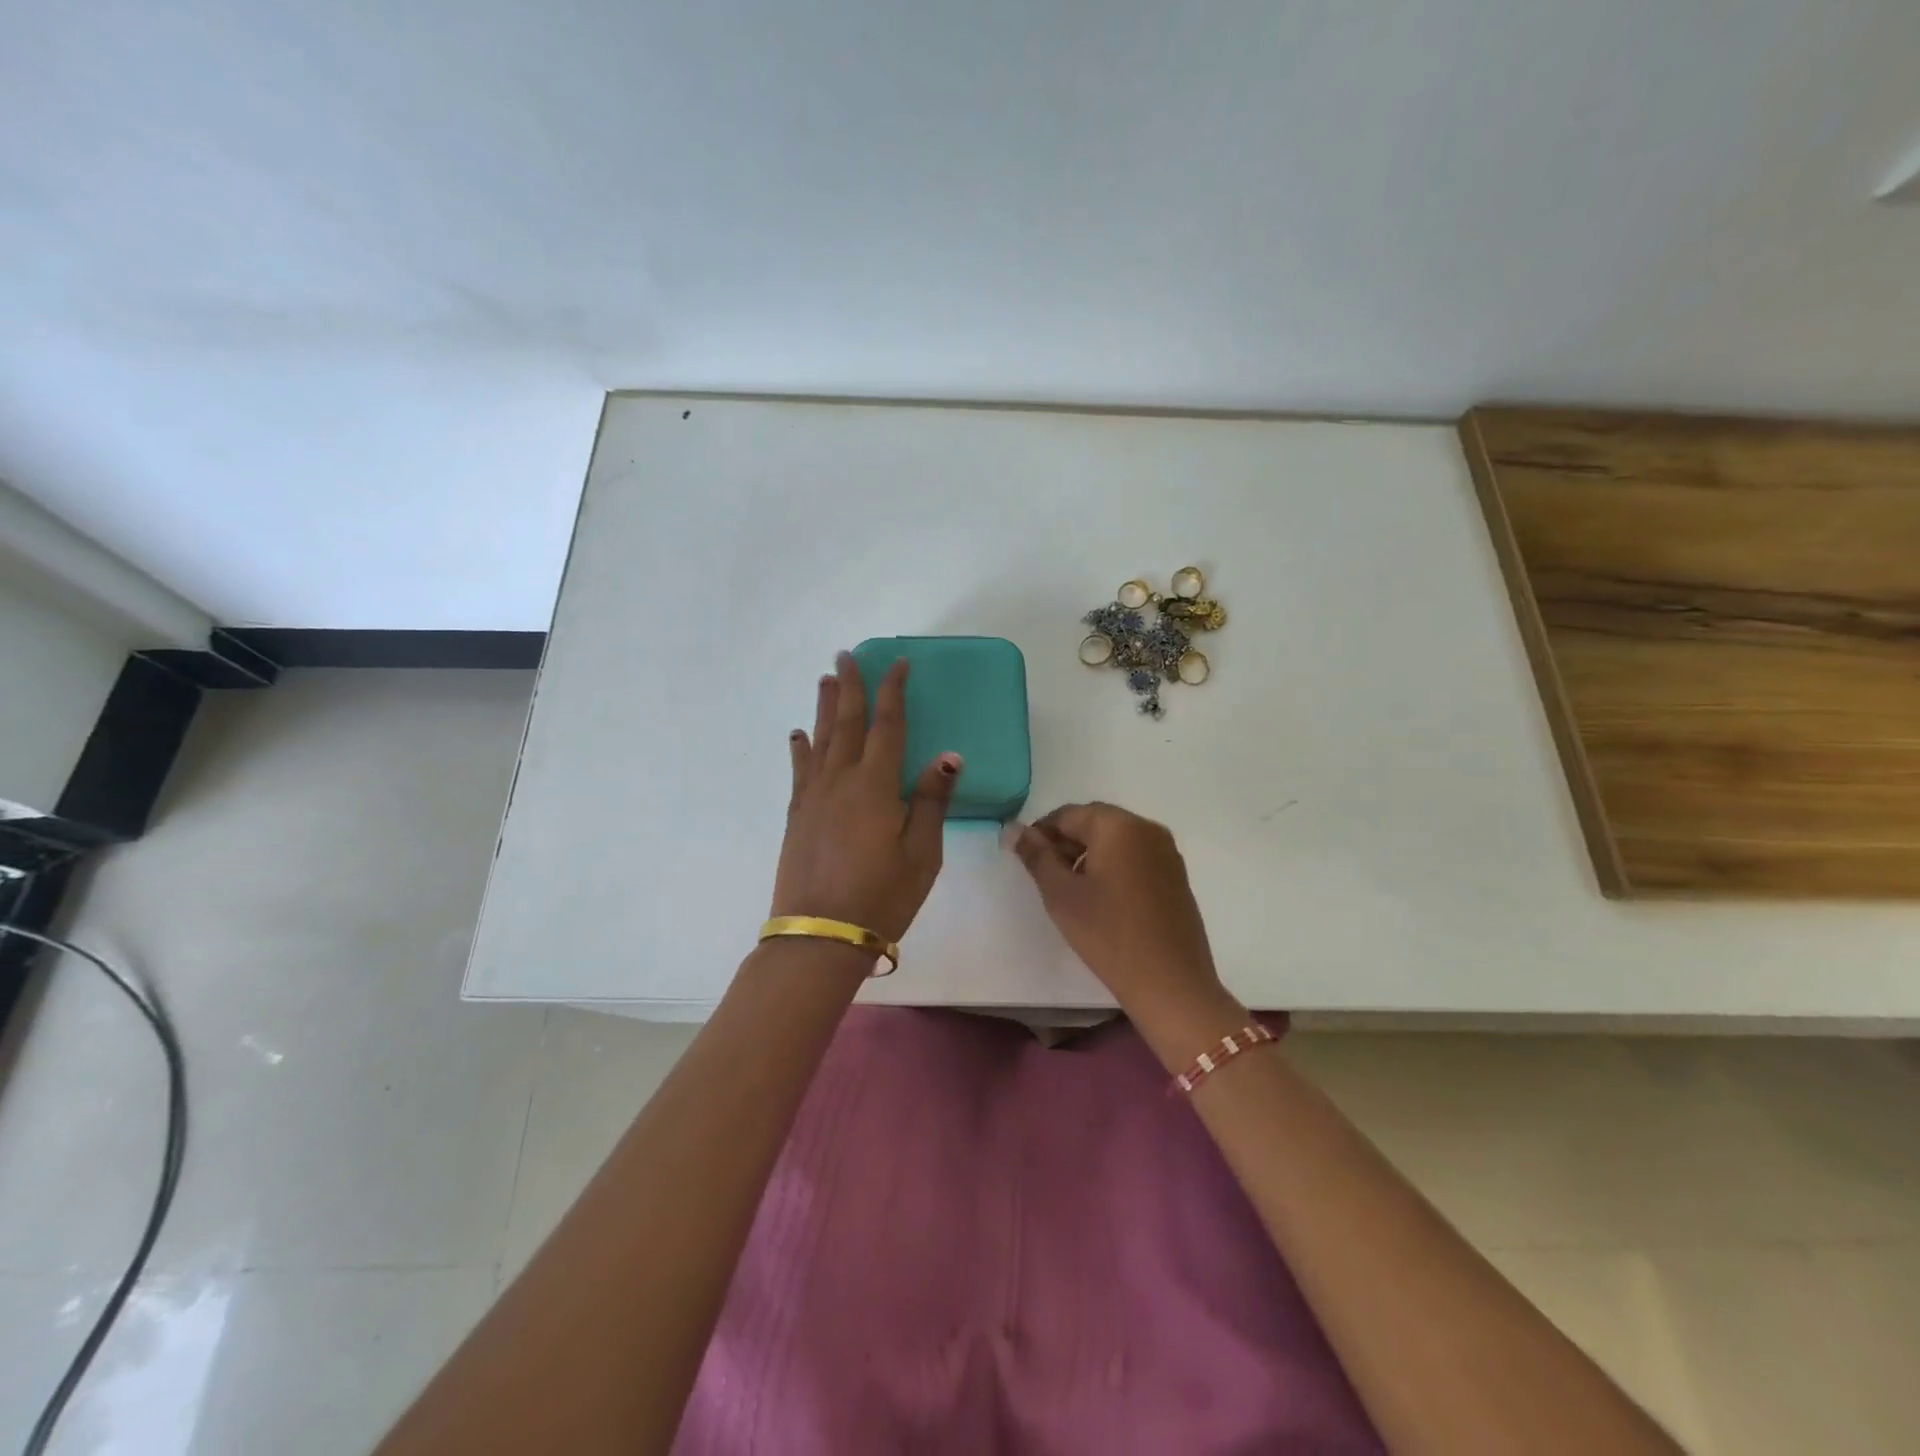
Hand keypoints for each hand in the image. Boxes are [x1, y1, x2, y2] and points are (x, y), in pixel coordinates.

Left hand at [772, 652, 959, 944]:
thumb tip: (948, 756)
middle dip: (850, 686)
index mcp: (875, 785)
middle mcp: (840, 781)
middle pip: (847, 723)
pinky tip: (798, 736)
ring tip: (825, 680)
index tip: (897, 662)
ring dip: (825, 708)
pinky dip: (800, 748)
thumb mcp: (922, 853)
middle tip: (847, 655)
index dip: (892, 691)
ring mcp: (813, 798)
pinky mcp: (796, 817)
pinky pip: (799, 771)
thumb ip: (932, 801)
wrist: (820, 936)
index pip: (887, 725)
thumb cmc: (882, 895)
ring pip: (820, 740)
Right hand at [1010, 803, 1231, 1026]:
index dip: (1041, 833)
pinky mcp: (1176, 876)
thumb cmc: (1108, 933)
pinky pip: (1135, 858)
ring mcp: (1167, 852)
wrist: (1170, 983)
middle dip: (1066, 843)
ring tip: (1071, 890)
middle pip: (1094, 823)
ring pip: (1116, 840)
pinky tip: (1102, 899)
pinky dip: (1113, 867)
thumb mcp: (1061, 894)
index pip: (1068, 814)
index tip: (1026, 860)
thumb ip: (1036, 855)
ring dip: (1089, 855)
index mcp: (1118, 825)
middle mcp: (1147, 828)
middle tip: (1046, 876)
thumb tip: (1013, 829)